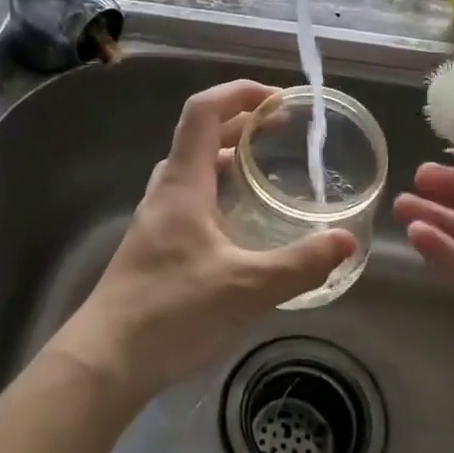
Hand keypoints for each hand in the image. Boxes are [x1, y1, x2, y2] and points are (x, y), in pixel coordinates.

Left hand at [51, 81, 356, 402]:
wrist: (106, 359)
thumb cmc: (171, 311)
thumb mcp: (246, 288)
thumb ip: (300, 264)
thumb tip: (346, 240)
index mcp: (183, 184)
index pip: (203, 112)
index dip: (238, 93)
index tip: (278, 98)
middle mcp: (167, 192)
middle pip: (201, 136)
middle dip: (242, 123)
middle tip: (283, 129)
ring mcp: (158, 219)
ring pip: (194, 170)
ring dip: (229, 157)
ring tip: (267, 169)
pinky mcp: (157, 246)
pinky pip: (192, 199)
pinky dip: (220, 191)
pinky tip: (242, 222)